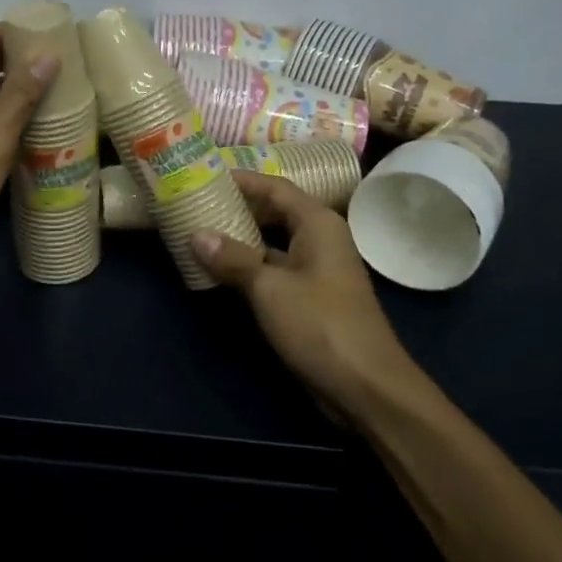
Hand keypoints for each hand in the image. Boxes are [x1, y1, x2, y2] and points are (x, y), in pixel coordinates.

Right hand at [193, 171, 416, 417]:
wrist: (366, 387)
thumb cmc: (320, 325)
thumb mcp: (268, 288)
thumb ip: (232, 258)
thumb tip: (195, 233)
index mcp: (317, 223)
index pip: (274, 186)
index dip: (240, 180)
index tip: (204, 174)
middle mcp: (319, 238)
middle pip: (274, 211)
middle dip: (237, 207)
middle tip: (196, 201)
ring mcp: (316, 269)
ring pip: (272, 242)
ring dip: (240, 238)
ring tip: (200, 229)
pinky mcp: (311, 297)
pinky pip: (275, 269)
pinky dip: (249, 265)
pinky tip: (219, 269)